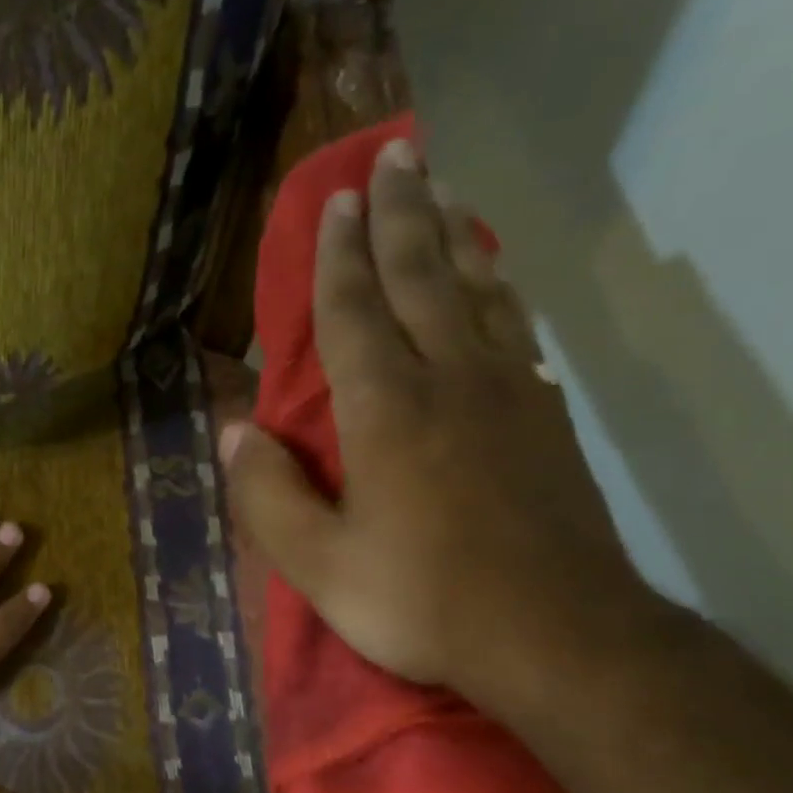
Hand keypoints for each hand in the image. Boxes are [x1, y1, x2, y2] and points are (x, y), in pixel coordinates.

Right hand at [222, 140, 650, 702]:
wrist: (557, 638)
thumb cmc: (424, 602)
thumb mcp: (320, 567)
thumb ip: (269, 497)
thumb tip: (235, 433)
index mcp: (386, 412)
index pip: (355, 311)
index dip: (339, 254)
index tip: (336, 199)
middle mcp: (449, 381)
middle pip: (421, 277)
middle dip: (401, 213)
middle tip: (393, 154)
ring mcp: (507, 393)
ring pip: (476, 290)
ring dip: (453, 234)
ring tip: (441, 188)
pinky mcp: (545, 417)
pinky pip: (514, 329)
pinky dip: (497, 288)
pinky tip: (492, 275)